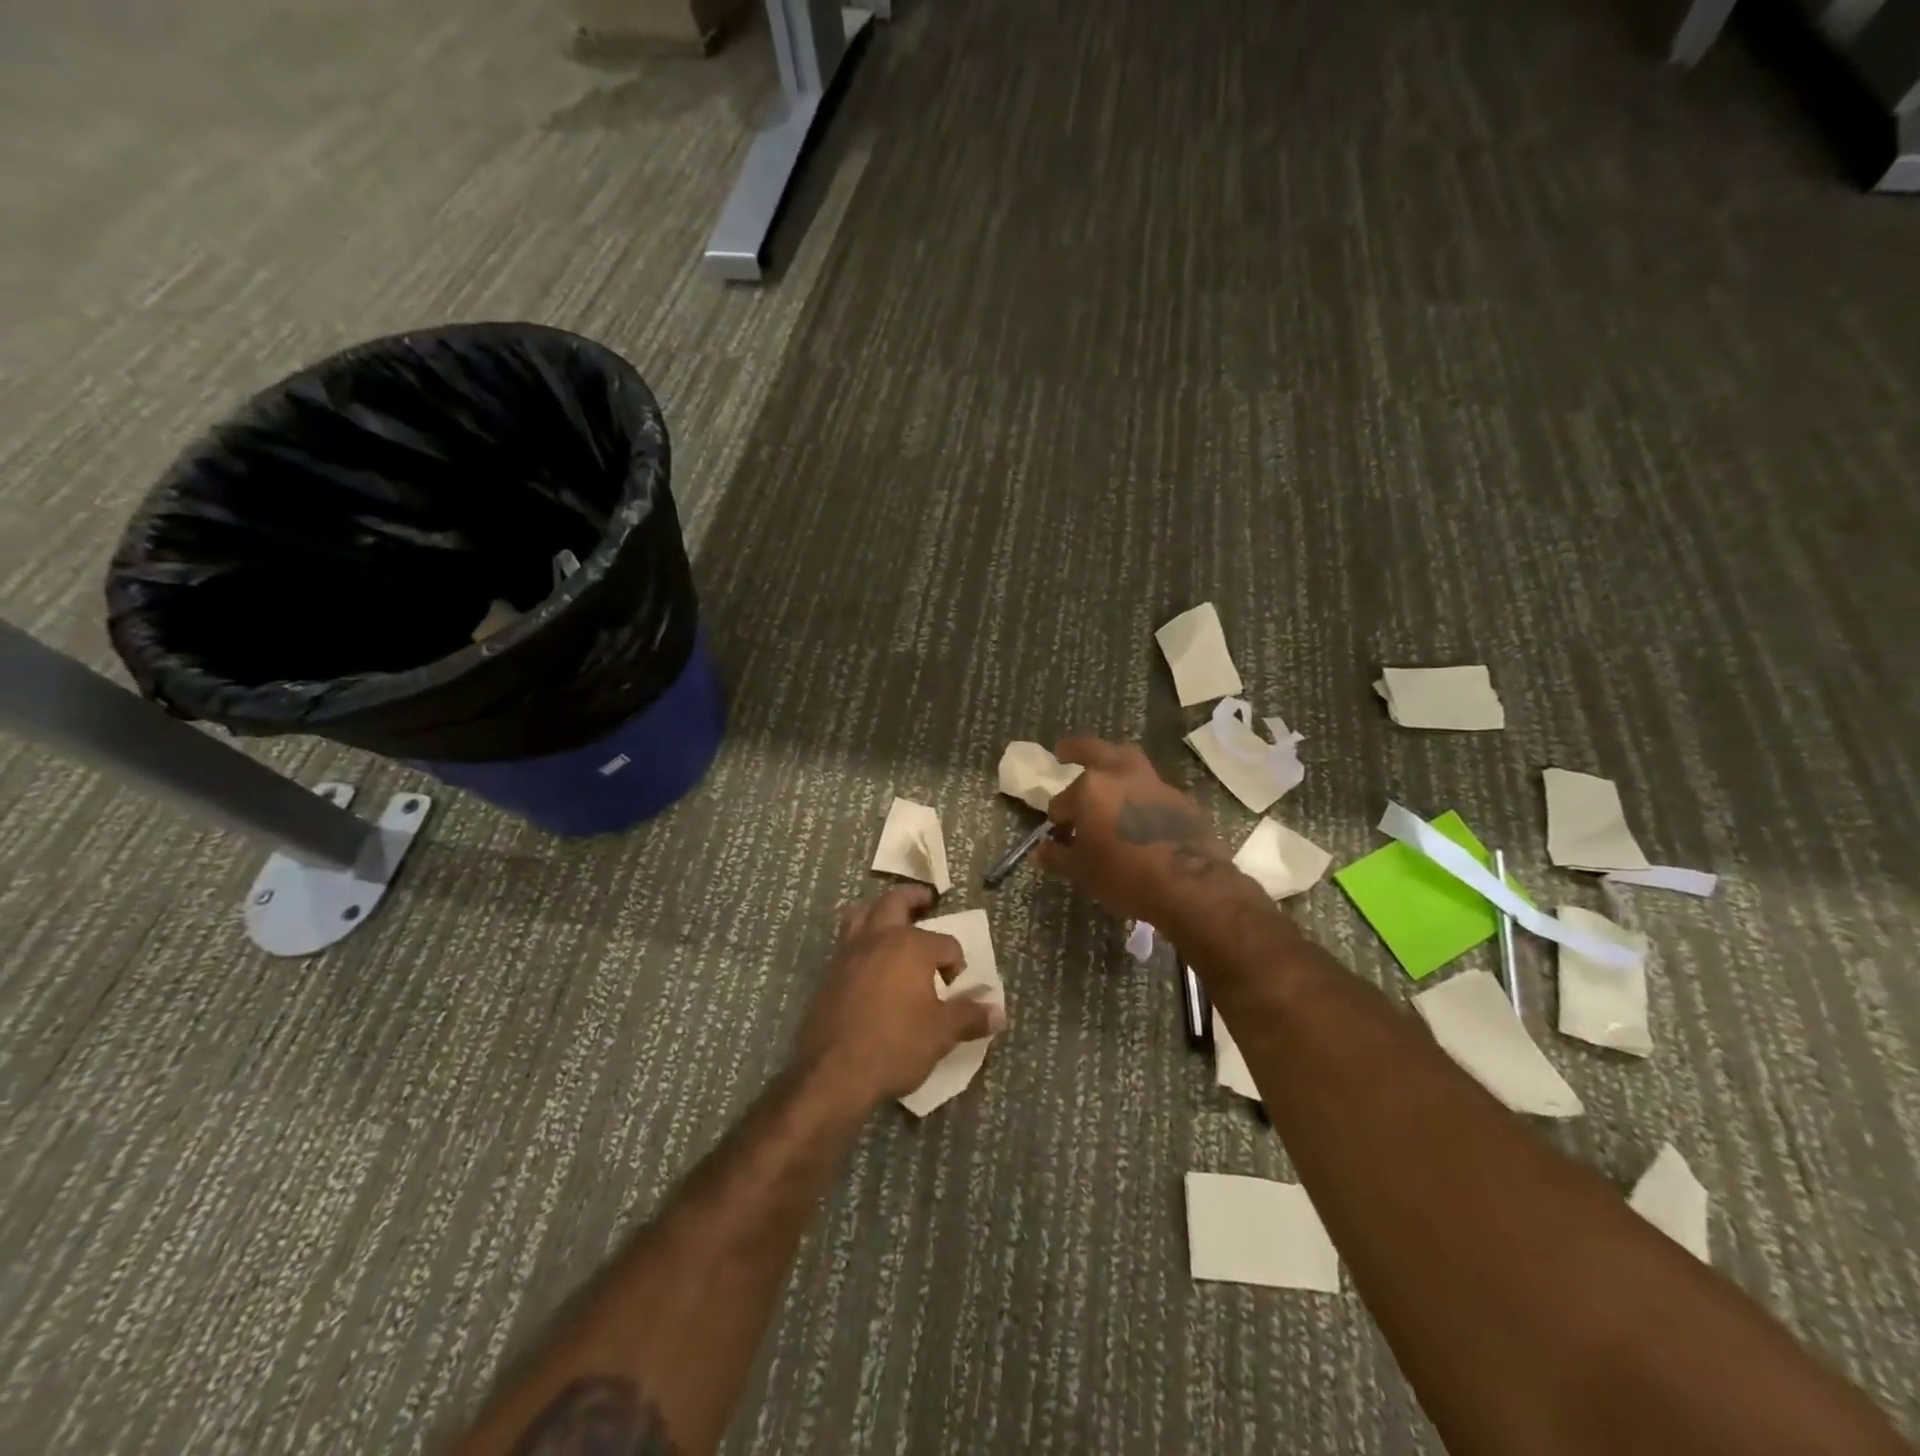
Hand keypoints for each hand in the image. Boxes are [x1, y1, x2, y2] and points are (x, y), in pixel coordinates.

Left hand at [795, 885, 1005, 1108]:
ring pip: (862, 913)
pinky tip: (870, 960)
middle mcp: (879, 938)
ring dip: (879, 910)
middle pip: (896, 902)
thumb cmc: (895, 1046)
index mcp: (911, 946)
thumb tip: (997, 1012)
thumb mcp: (941, 1034)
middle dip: (913, 898)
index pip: (945, 943)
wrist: (833, 1073)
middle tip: (926, 901)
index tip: (954, 984)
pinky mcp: (829, 972)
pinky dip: (861, 937)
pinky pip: (847, 940)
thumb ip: (969, 1017)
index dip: (955, 962)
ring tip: (891, 919)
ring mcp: (849, 952)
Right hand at [1035, 738, 1235, 924]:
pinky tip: (1138, 813)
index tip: (1059, 835)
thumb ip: (1058, 856)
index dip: (1058, 819)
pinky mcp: (1180, 799)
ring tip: (1105, 775)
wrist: (1190, 886)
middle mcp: (1120, 776)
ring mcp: (1154, 784)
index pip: (1061, 802)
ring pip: (1128, 761)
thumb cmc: (1125, 877)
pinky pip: (1151, 788)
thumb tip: (1040, 851)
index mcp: (1090, 789)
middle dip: (1077, 749)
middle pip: (1095, 751)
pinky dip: (1139, 793)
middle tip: (1064, 751)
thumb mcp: (1083, 872)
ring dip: (1113, 764)